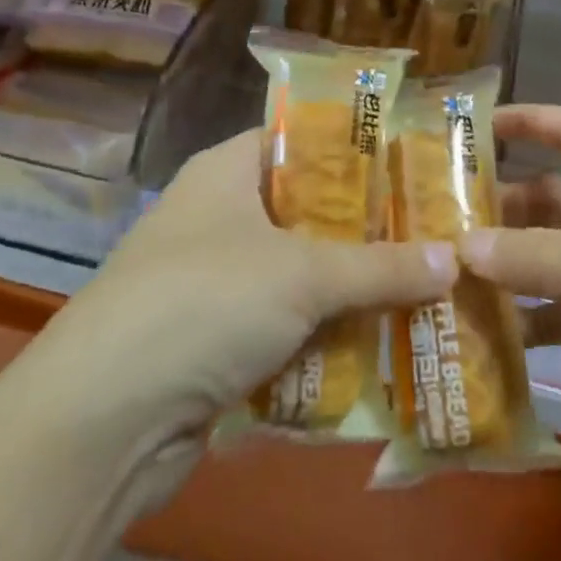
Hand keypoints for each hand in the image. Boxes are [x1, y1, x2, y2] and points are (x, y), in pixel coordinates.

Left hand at [32, 128, 455, 501]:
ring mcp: (214, 283)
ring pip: (301, 275)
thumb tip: (457, 259)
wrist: (103, 420)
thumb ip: (382, 266)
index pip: (300, 140)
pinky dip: (326, 337)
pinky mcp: (215, 342)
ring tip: (427, 289)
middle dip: (369, 229)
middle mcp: (218, 218)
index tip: (415, 163)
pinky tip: (383, 344)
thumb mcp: (304, 274)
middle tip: (436, 233)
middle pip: (308, 211)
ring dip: (354, 290)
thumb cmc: (204, 303)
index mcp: (226, 172)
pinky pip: (286, 327)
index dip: (356, 148)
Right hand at [468, 105, 560, 508]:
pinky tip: (494, 338)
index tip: (470, 127)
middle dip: (503, 205)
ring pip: (559, 261)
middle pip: (558, 199)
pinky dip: (537, 322)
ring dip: (512, 268)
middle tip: (438, 221)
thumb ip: (541, 257)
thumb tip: (461, 247)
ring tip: (449, 279)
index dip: (529, 120)